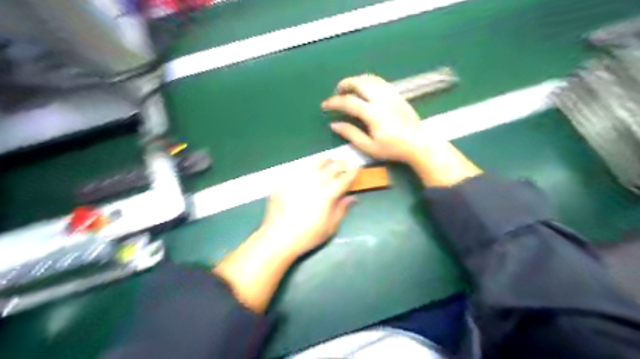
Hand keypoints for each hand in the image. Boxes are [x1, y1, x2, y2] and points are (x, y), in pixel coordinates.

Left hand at [260, 159, 358, 257]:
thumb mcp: (330, 227)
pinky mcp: (286, 179)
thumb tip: (352, 198)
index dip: (352, 172)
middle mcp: (315, 181)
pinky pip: (300, 167)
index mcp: (328, 193)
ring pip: (316, 163)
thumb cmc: (308, 235)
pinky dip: (309, 164)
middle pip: (331, 167)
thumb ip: (342, 209)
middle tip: (344, 163)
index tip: (356, 168)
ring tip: (329, 160)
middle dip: (340, 163)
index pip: (344, 178)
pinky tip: (310, 167)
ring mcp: (299, 178)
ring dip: (325, 161)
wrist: (278, 236)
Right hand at [322, 75, 431, 164]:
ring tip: (349, 90)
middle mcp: (381, 99)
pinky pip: (379, 81)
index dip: (334, 102)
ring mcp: (391, 94)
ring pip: (370, 79)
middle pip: (359, 83)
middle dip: (345, 84)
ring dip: (356, 81)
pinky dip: (368, 81)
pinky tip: (364, 90)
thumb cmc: (393, 148)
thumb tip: (334, 125)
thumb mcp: (369, 147)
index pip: (349, 102)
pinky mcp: (397, 94)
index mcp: (373, 114)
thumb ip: (351, 134)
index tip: (325, 105)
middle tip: (337, 93)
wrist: (418, 143)